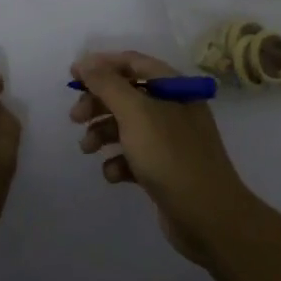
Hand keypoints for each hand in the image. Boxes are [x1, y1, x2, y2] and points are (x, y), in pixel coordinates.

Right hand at [71, 50, 257, 266]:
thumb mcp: (135, 113)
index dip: (100, 65)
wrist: (208, 217)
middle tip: (75, 117)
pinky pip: (134, 156)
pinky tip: (113, 174)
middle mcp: (173, 108)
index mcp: (173, 87)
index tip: (72, 77)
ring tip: (87, 148)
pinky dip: (119, 161)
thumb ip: (107, 84)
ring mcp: (170, 140)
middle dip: (98, 103)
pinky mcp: (165, 169)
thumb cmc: (170, 155)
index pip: (132, 62)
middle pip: (126, 94)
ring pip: (127, 126)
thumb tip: (84, 62)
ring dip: (103, 133)